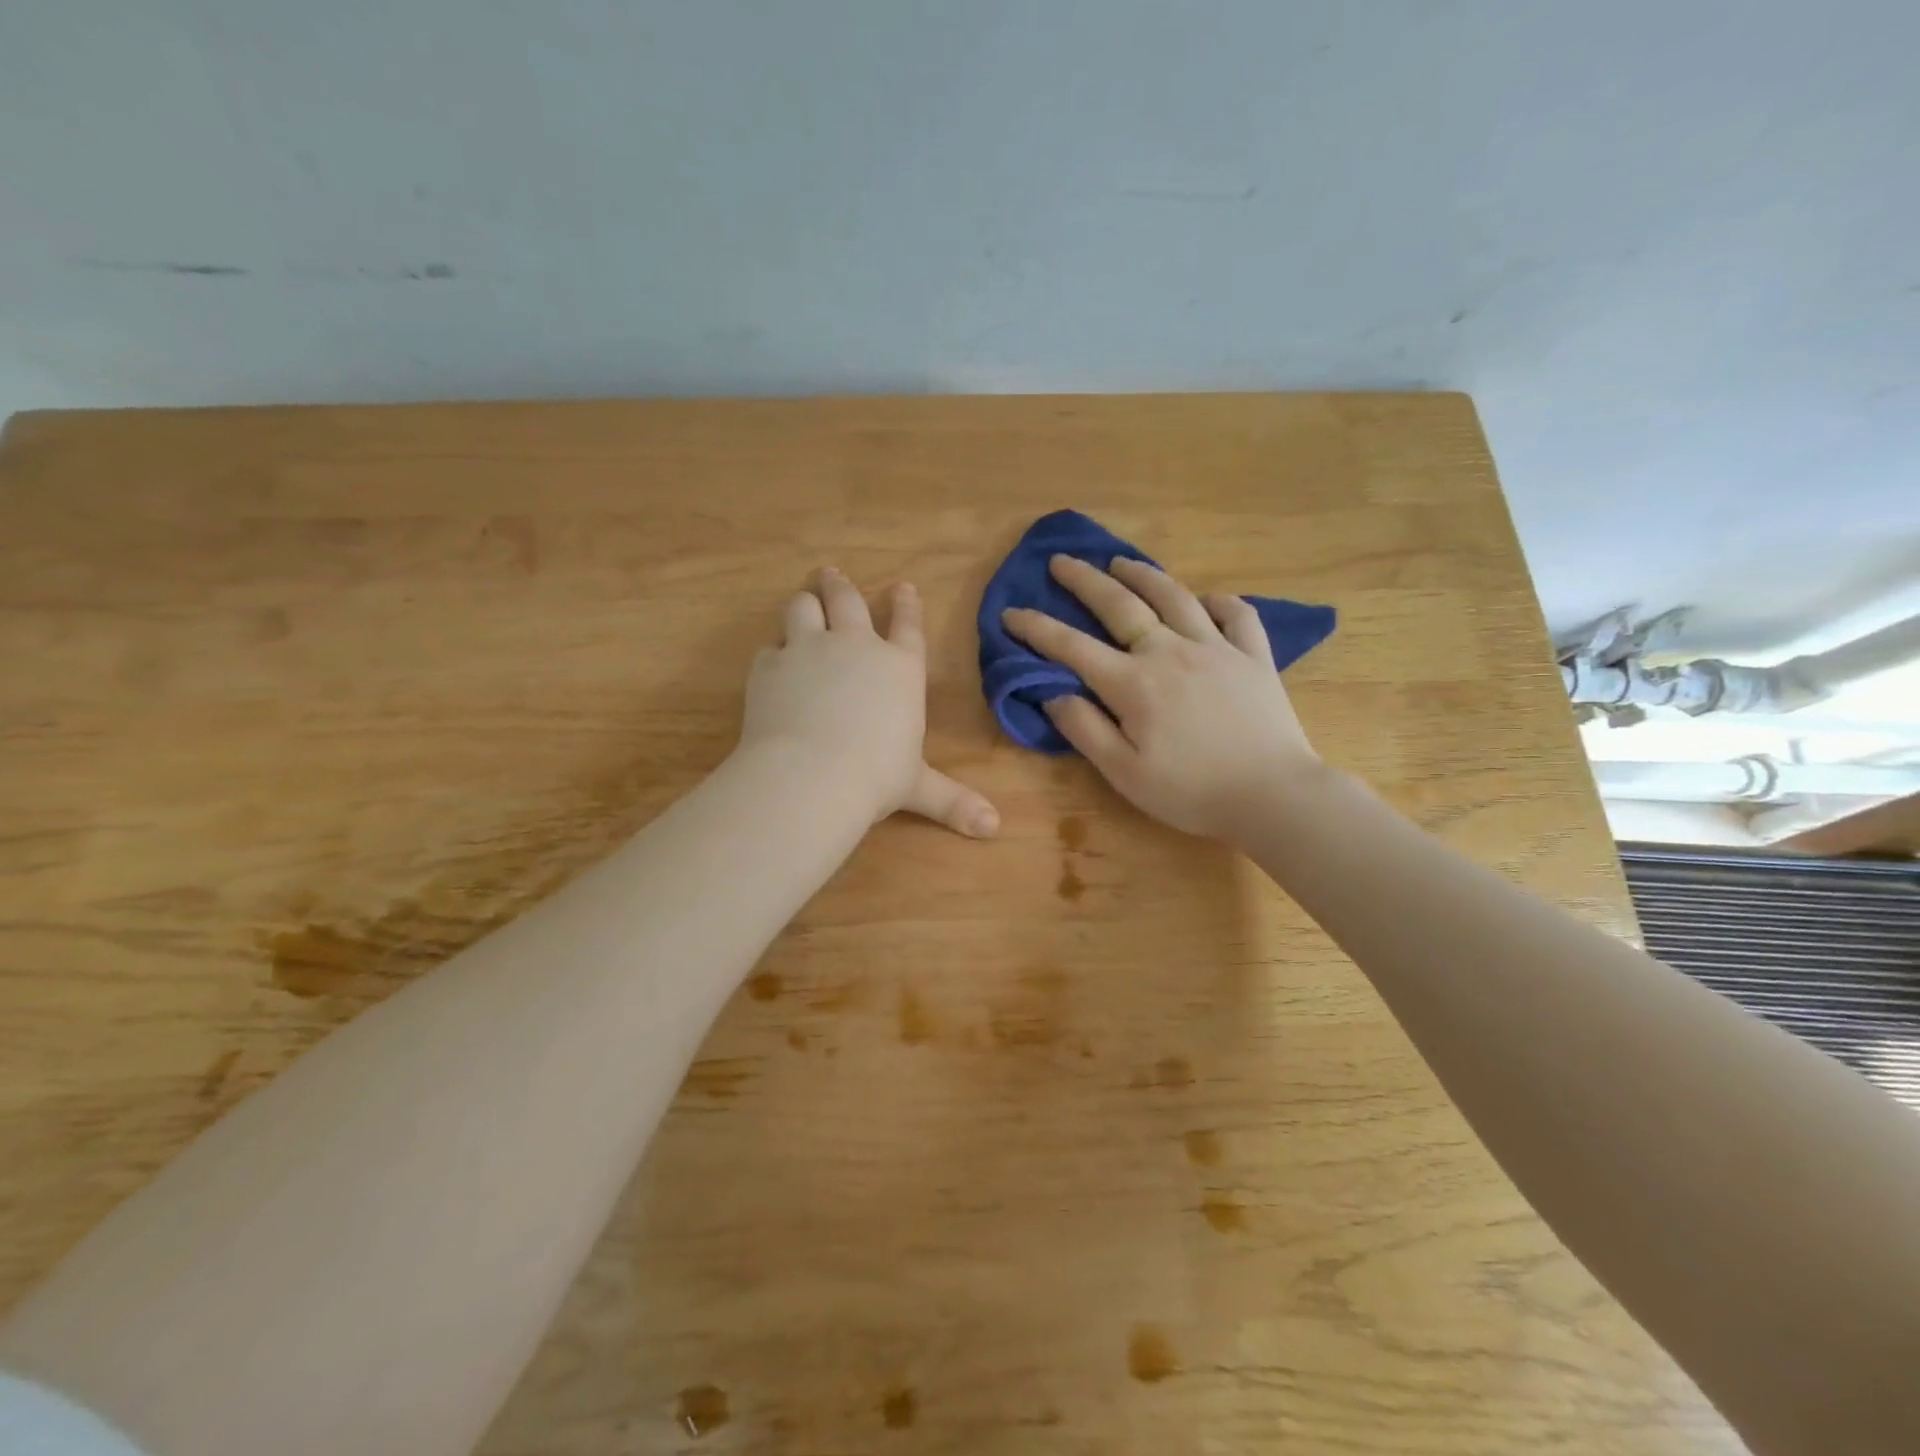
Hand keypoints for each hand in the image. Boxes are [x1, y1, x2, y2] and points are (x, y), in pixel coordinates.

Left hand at [738, 567, 998, 837]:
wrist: (811, 774)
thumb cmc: (876, 777)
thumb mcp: (918, 787)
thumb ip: (953, 801)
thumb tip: (995, 828)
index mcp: (899, 668)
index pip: (907, 625)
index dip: (906, 604)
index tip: (902, 586)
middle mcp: (855, 646)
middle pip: (848, 600)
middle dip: (841, 585)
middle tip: (832, 573)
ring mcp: (809, 649)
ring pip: (803, 607)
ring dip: (804, 602)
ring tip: (803, 601)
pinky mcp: (770, 665)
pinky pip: (769, 647)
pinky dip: (773, 652)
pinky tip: (772, 661)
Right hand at [1002, 555, 1320, 840]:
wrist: (1274, 795)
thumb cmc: (1191, 792)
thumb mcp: (1124, 773)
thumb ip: (1084, 729)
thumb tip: (1052, 694)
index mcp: (1133, 683)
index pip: (1072, 647)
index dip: (1036, 628)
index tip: (1010, 613)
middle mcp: (1170, 651)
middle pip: (1119, 604)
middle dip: (1084, 581)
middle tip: (1061, 561)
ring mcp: (1216, 648)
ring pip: (1174, 596)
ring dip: (1142, 574)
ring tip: (1121, 562)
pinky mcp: (1253, 656)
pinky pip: (1236, 614)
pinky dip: (1218, 601)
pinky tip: (1205, 600)